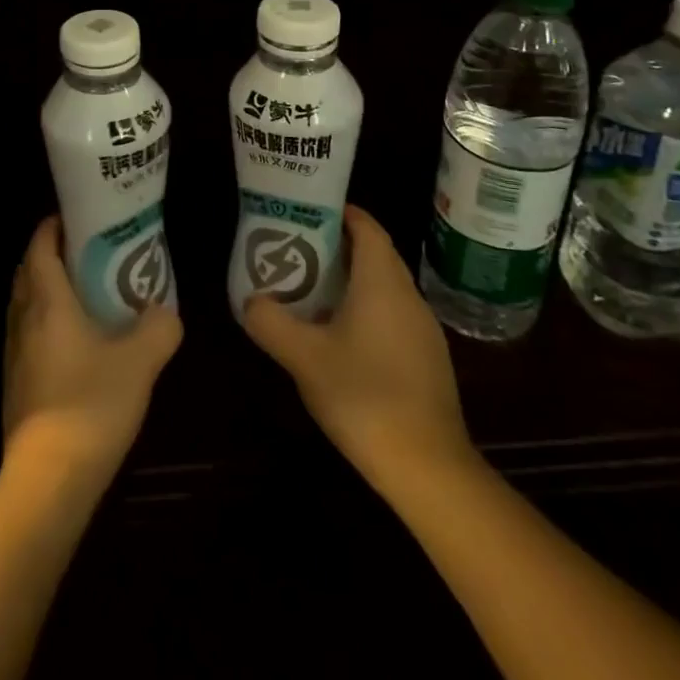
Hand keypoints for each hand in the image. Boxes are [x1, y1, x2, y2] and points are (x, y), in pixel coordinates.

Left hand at [2, 216, 180, 488]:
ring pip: (25, 303)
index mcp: (47, 301)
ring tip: (85, 293)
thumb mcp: (139, 362)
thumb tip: (164, 311)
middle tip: (88, 252)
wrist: (48, 477)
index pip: (40, 246)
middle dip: (52, 254)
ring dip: (46, 289)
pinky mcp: (15, 381)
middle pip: (29, 271)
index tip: (77, 217)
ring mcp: (13, 352)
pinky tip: (74, 342)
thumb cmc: (91, 404)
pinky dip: (45, 321)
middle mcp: (22, 318)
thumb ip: (158, 328)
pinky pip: (27, 333)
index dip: (54, 225)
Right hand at [243, 205, 475, 489]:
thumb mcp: (303, 357)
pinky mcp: (426, 360)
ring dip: (349, 280)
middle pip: (374, 254)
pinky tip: (337, 336)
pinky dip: (364, 309)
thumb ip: (270, 322)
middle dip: (337, 246)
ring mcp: (422, 330)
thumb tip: (250, 301)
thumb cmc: (364, 396)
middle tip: (296, 248)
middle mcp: (408, 296)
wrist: (429, 469)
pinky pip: (391, 315)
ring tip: (308, 289)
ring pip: (383, 287)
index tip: (307, 211)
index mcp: (382, 282)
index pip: (367, 226)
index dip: (340, 212)